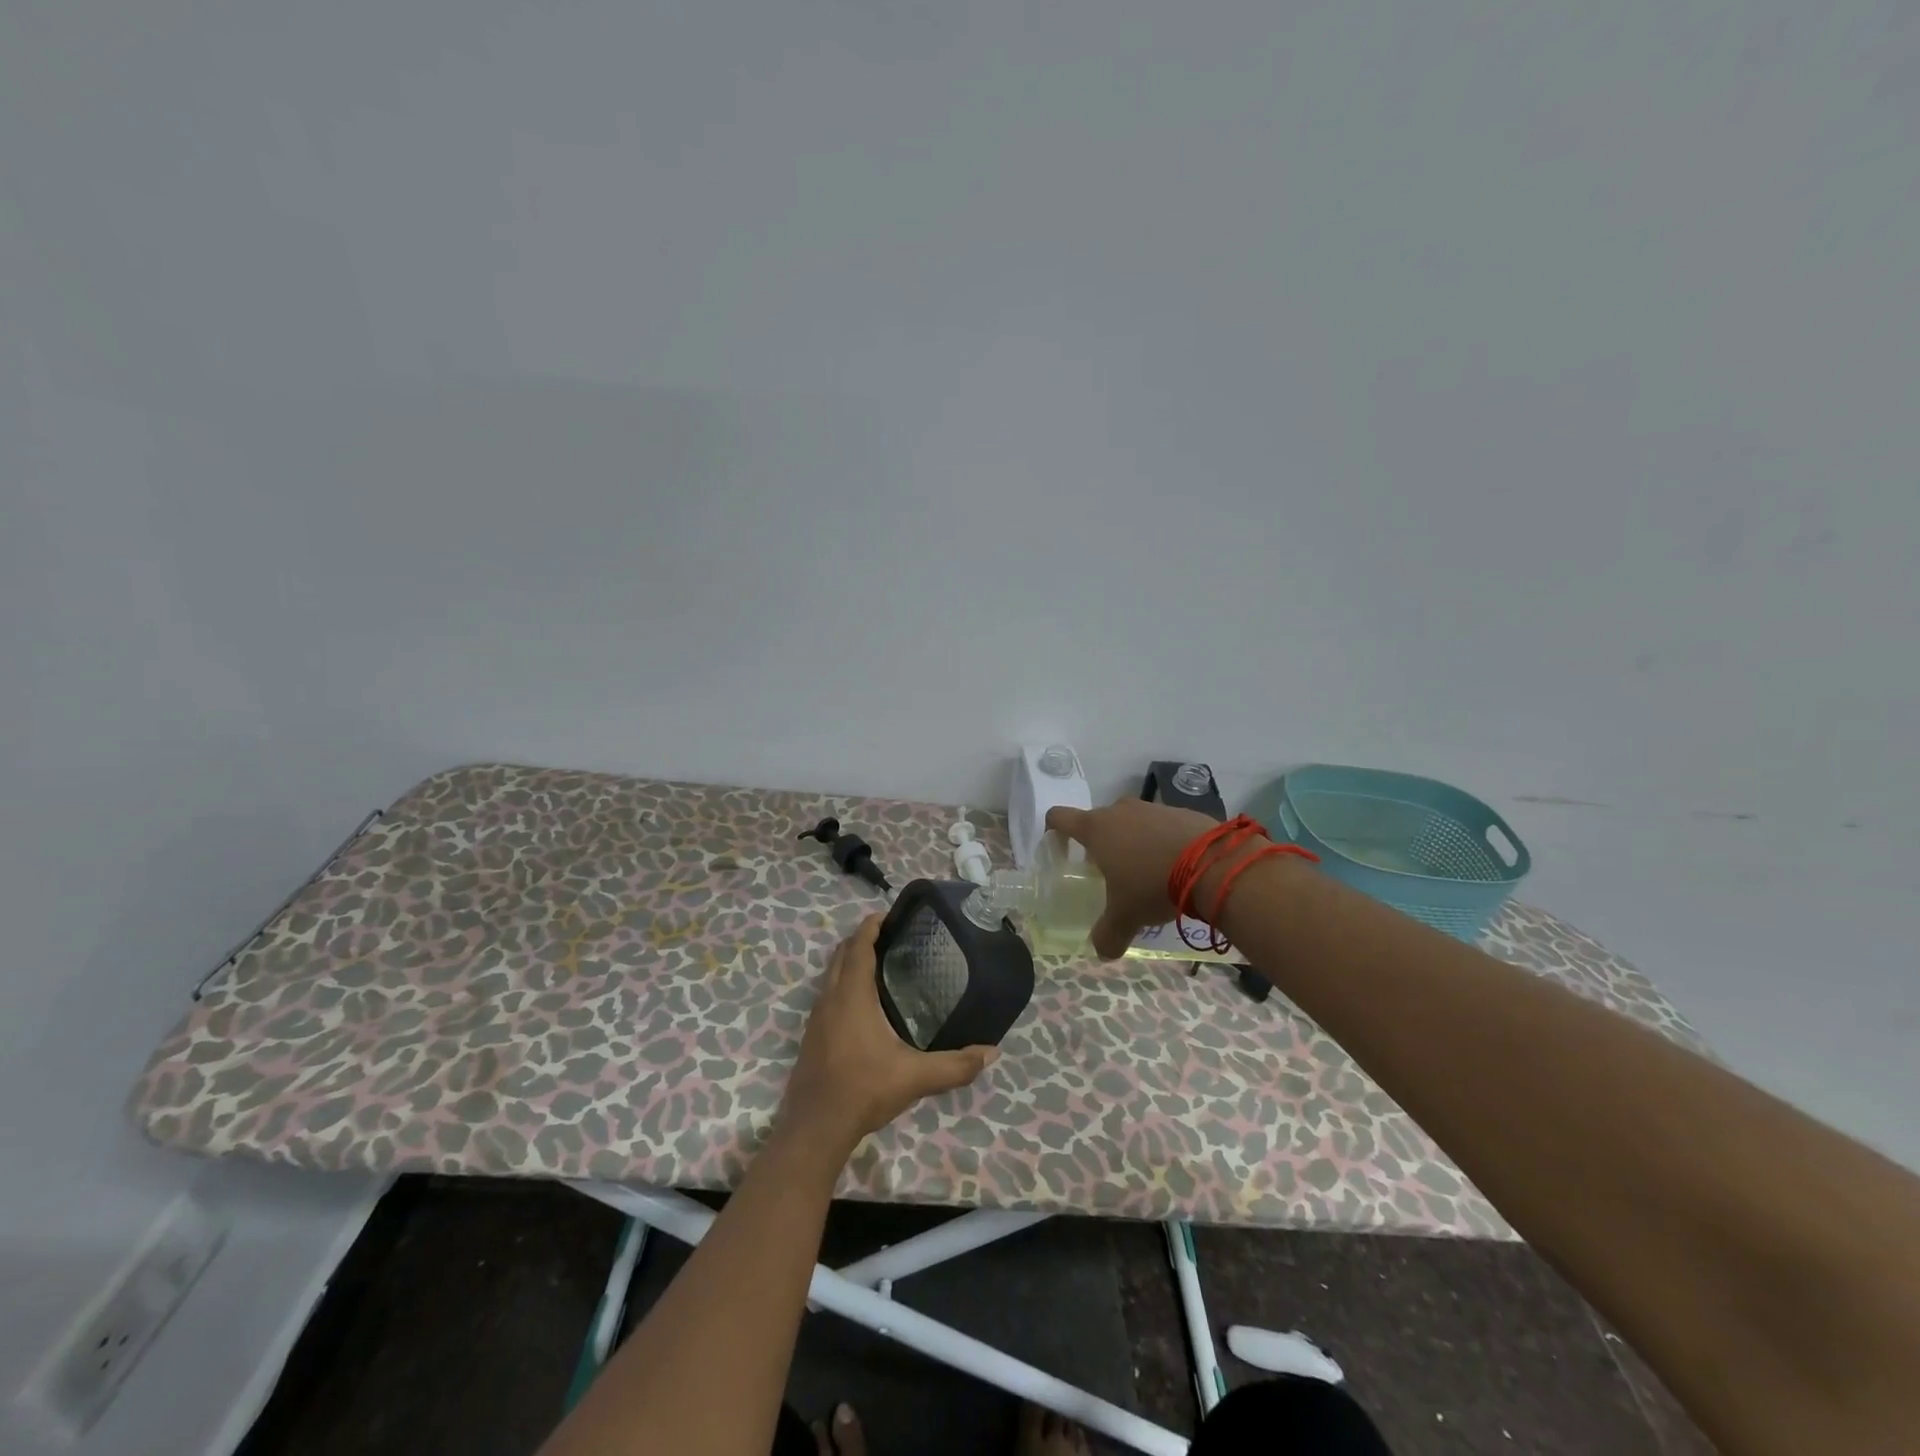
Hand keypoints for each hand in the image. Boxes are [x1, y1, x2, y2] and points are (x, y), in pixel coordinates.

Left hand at [779, 914, 997, 1158]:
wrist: (815, 1128)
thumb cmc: (864, 1090)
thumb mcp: (915, 1078)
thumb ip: (955, 1065)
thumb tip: (992, 1053)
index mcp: (852, 996)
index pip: (858, 947)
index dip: (870, 926)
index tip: (888, 914)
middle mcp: (830, 999)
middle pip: (841, 955)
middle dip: (860, 939)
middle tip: (889, 936)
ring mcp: (816, 1018)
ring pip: (830, 974)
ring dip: (849, 961)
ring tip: (878, 963)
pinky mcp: (811, 1036)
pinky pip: (826, 994)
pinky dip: (842, 983)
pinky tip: (861, 1004)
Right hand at [1046, 799, 1221, 958]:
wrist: (1213, 864)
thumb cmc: (1153, 884)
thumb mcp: (1126, 916)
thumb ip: (1108, 934)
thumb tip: (1102, 952)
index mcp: (1096, 829)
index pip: (1059, 817)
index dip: (1054, 830)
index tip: (1058, 848)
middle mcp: (1120, 810)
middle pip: (1098, 821)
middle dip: (1100, 844)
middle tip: (1109, 872)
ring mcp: (1152, 808)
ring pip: (1132, 822)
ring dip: (1133, 841)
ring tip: (1147, 872)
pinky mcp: (1182, 811)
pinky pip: (1162, 825)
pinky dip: (1162, 841)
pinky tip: (1177, 866)